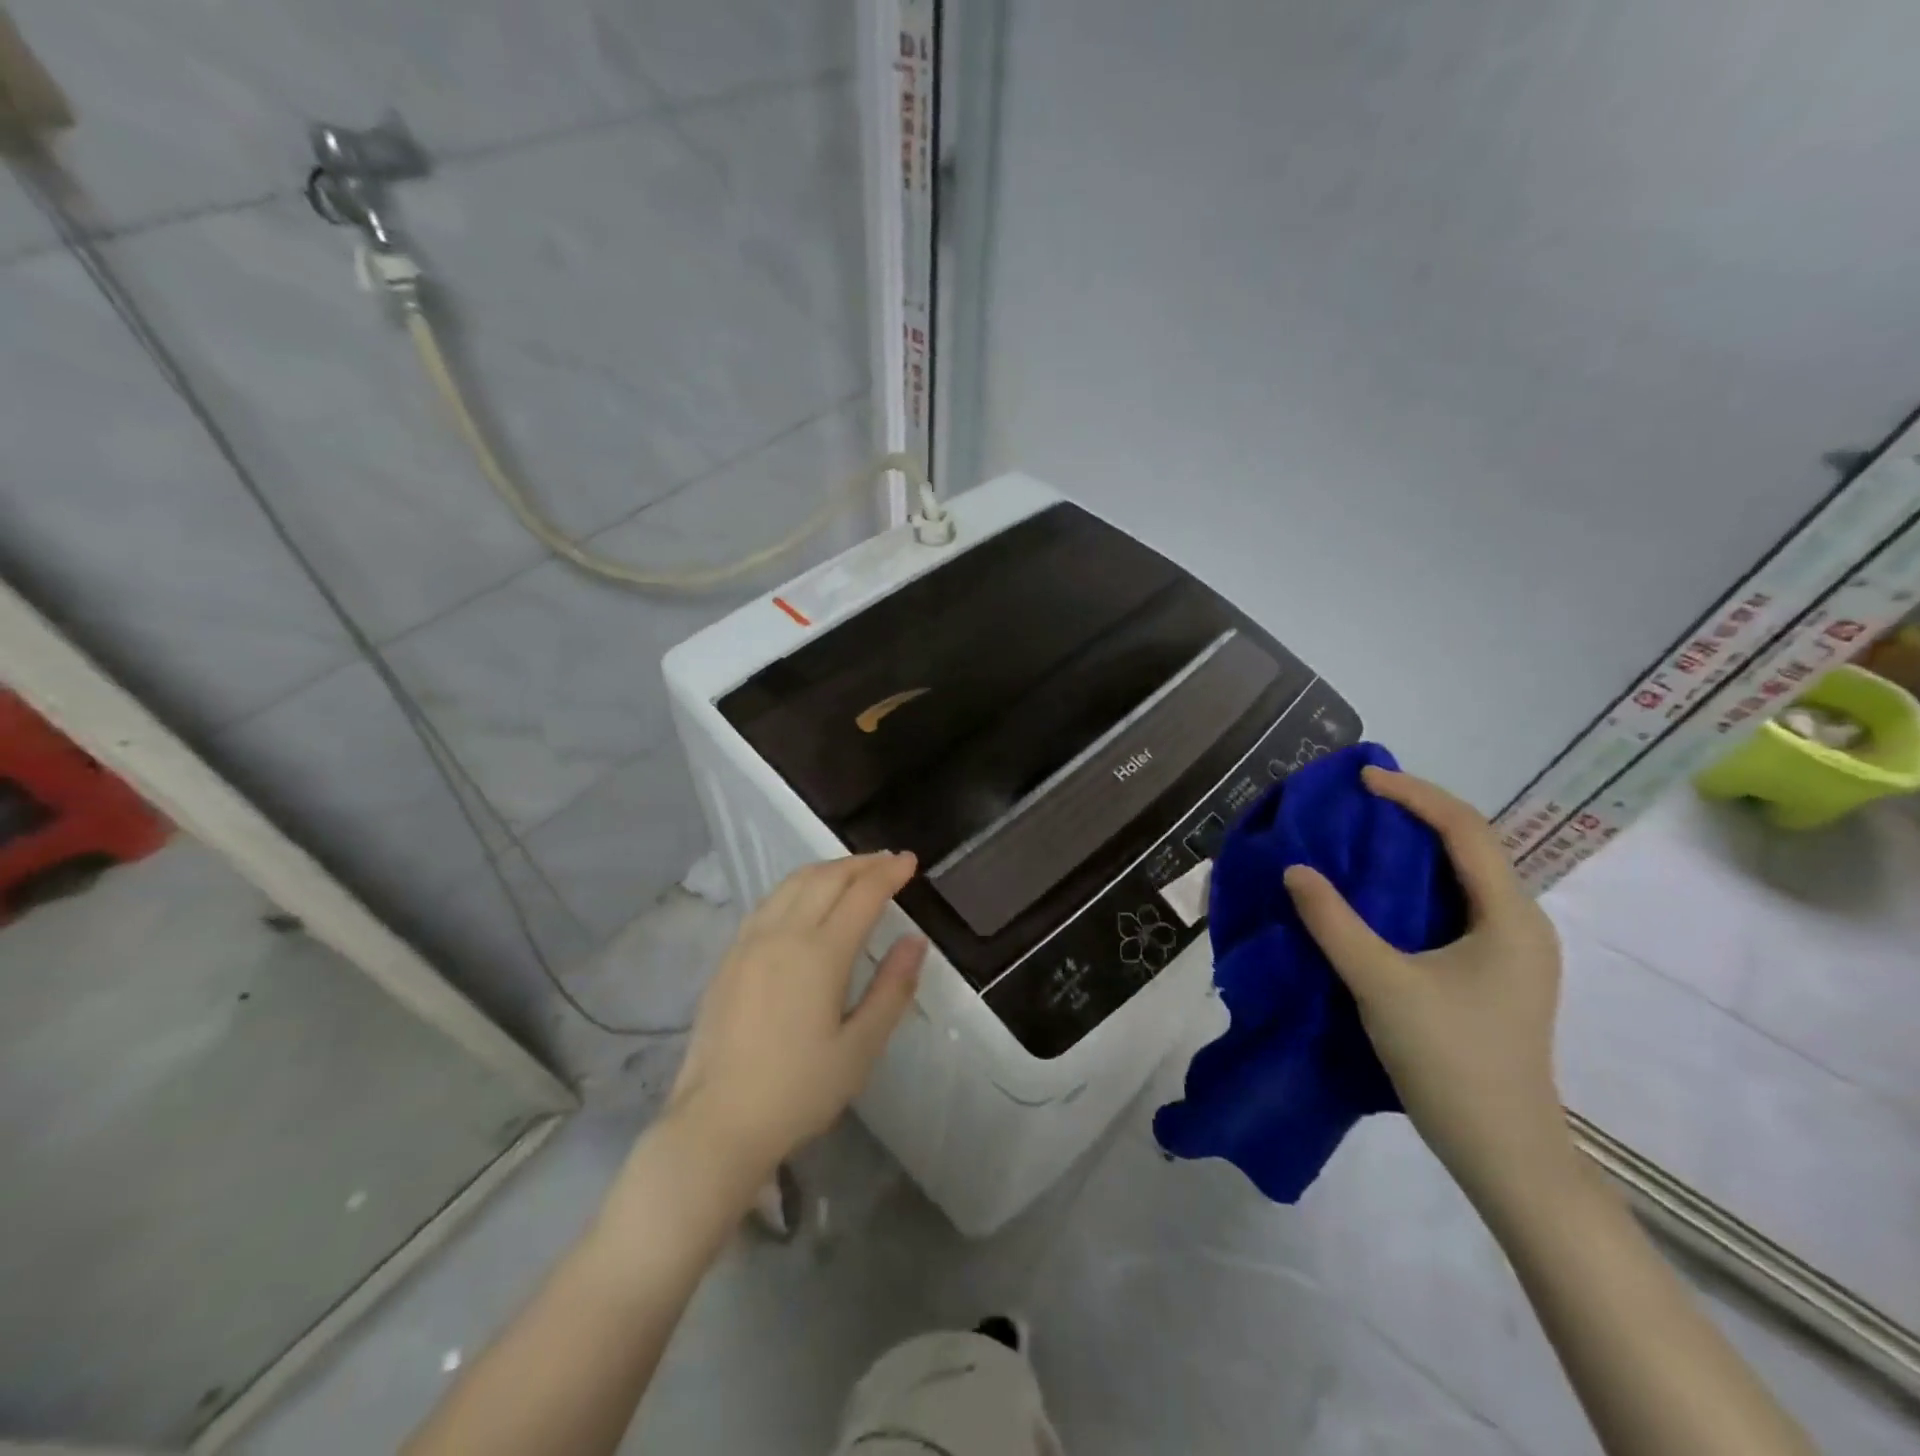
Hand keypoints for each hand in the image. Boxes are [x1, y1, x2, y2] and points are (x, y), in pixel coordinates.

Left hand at [668, 852, 927, 1181]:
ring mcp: (749, 942)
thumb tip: (915, 941)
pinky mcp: (729, 957)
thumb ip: (892, 989)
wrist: (717, 1123)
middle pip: (826, 878)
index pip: (862, 894)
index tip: (910, 862)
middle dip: (861, 863)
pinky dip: (798, 886)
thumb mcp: (860, 1048)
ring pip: (793, 883)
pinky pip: (769, 901)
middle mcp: (782, 935)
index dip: (889, 873)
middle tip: (889, 861)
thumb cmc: (798, 1091)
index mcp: (819, 954)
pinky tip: (805, 899)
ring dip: (828, 869)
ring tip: (853, 872)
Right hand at [1283, 768, 1573, 1204]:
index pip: (1466, 830)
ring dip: (1417, 847)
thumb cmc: (1450, 1060)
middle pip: (1472, 845)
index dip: (1414, 794)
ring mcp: (1511, 951)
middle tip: (1359, 801)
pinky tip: (1381, 892)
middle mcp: (1519, 923)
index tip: (1362, 780)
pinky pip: (1456, 905)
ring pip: (1464, 876)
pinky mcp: (1493, 973)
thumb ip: (1334, 923)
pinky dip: (1418, 883)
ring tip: (1364, 834)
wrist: (1503, 1151)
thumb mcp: (1381, 985)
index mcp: (1508, 916)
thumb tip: (1295, 869)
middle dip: (1417, 813)